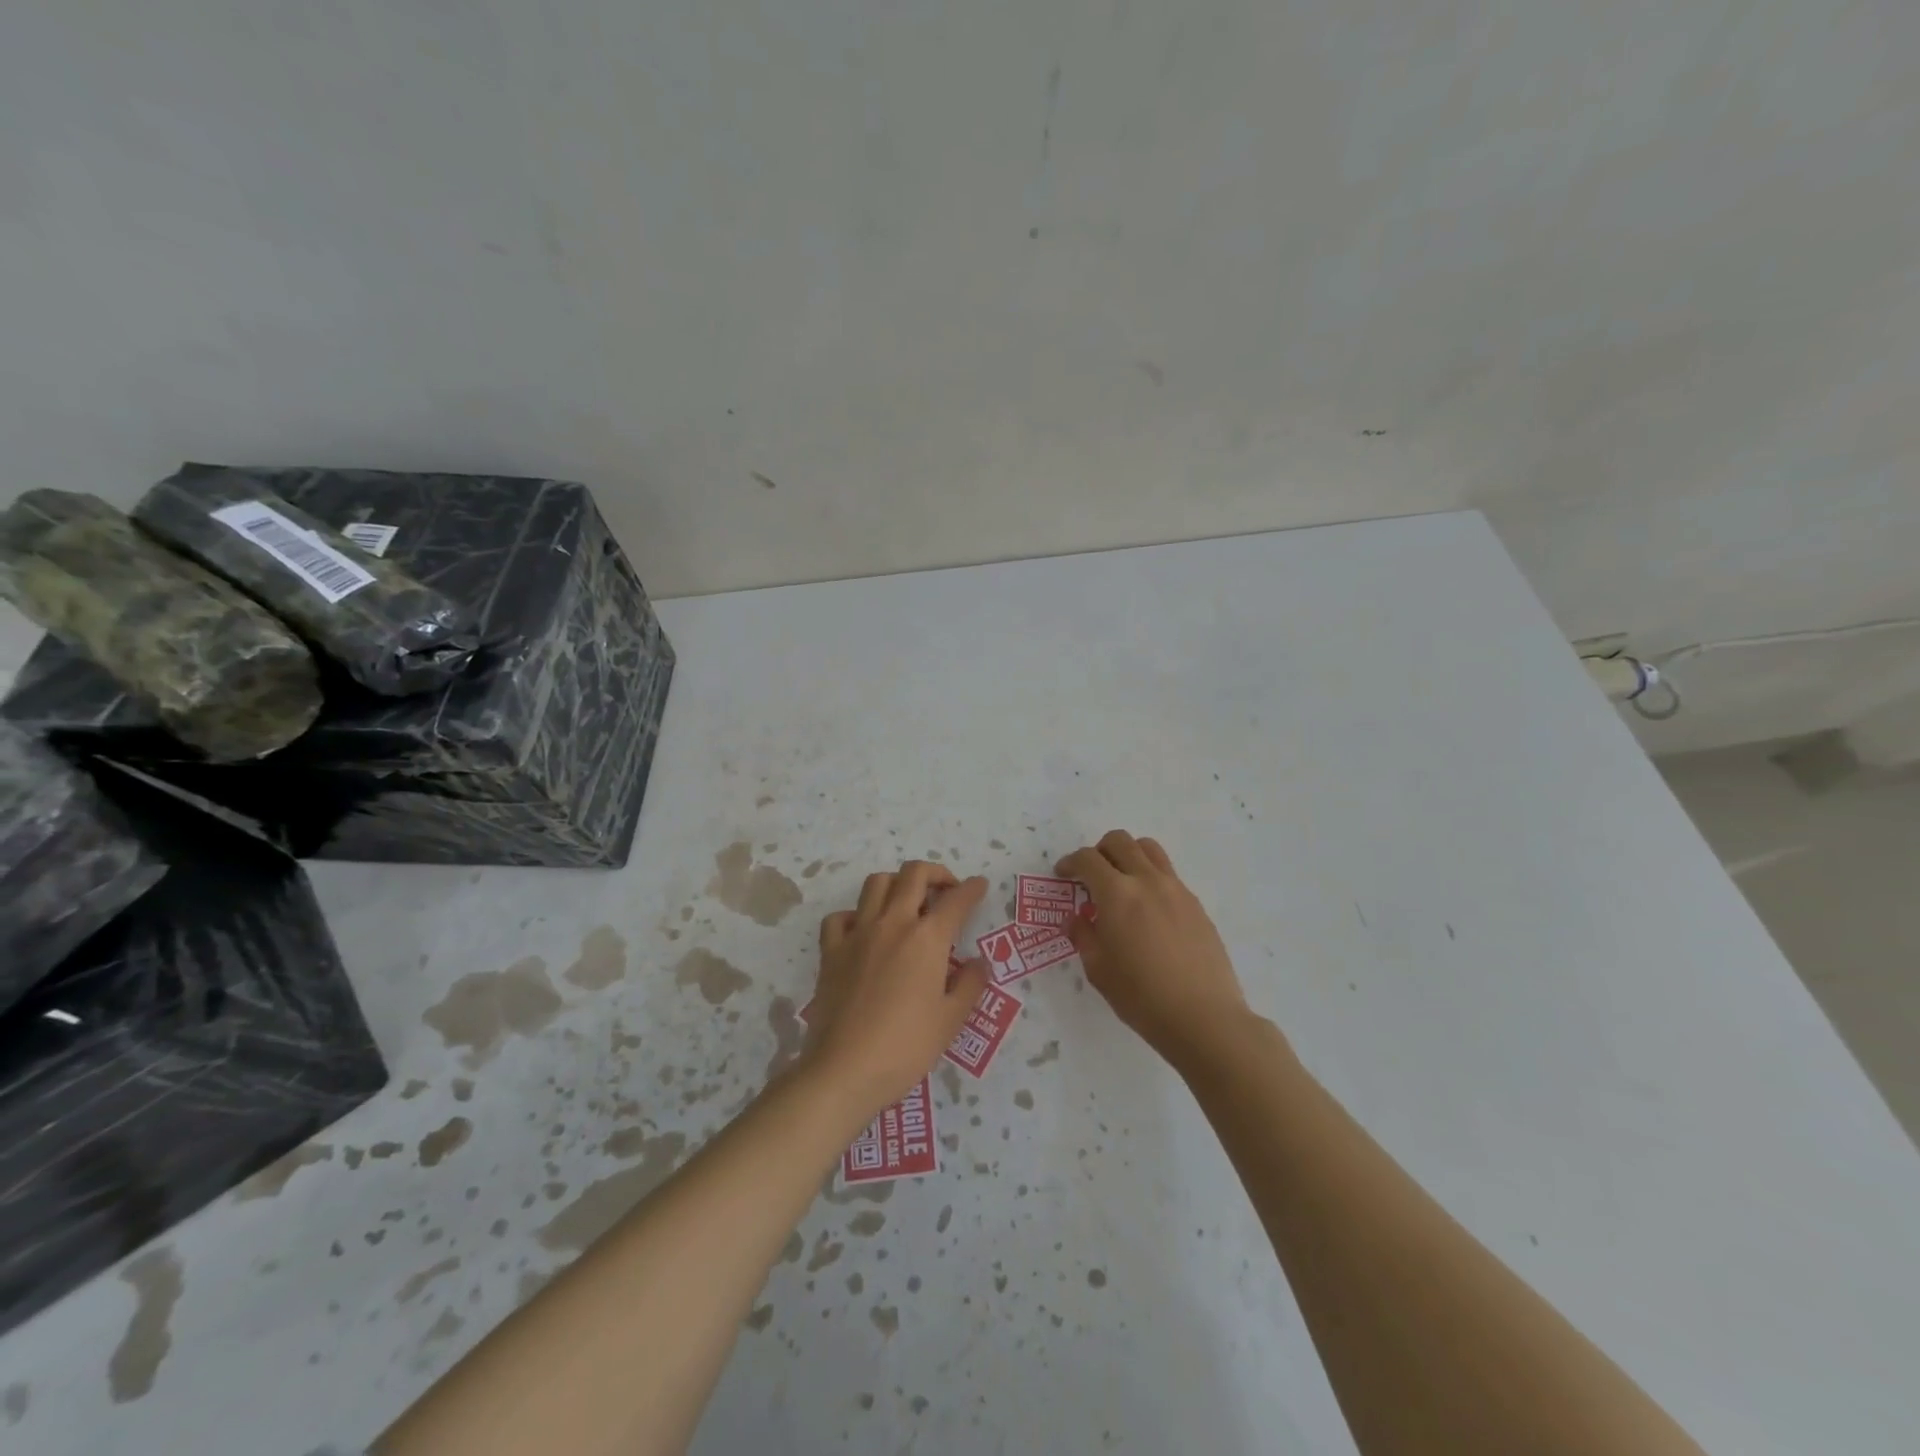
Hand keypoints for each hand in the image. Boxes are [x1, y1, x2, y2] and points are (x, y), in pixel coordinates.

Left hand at [806, 861, 990, 1115]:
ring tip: (907, 902)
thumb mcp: (951, 1020)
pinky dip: (854, 915)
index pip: (956, 901)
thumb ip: (970, 984)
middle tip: (946, 890)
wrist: (845, 1069)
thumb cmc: (907, 1047)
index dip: (972, 889)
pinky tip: (864, 930)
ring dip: (897, 884)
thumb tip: (978, 962)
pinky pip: (840, 917)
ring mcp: (857, 934)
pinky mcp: (831, 951)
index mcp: (927, 938)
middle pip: (913, 874)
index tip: (980, 886)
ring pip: (876, 883)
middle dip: (936, 873)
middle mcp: (893, 924)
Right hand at [1058, 831, 1257, 1067]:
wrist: (1203, 1017)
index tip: (1063, 874)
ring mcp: (1176, 889)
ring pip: (1149, 849)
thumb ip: (1083, 936)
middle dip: (1099, 850)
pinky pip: (1168, 875)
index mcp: (1117, 894)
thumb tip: (1078, 919)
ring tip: (1121, 881)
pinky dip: (1151, 877)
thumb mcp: (1098, 970)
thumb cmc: (1142, 997)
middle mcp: (1147, 881)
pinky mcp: (1196, 904)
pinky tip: (1148, 910)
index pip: (1088, 859)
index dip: (1070, 862)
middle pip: (1120, 841)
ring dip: (1128, 855)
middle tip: (1090, 874)